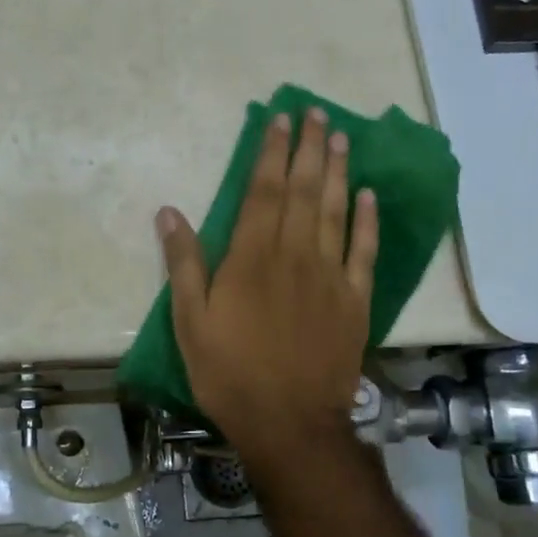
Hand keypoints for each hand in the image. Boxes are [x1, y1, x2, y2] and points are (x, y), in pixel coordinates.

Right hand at [156, 107, 377, 468]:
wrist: (289, 423)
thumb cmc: (229, 373)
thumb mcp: (190, 322)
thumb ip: (184, 263)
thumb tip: (170, 211)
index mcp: (251, 258)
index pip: (263, 191)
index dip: (270, 152)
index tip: (278, 119)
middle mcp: (294, 255)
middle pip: (303, 190)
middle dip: (307, 148)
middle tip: (314, 112)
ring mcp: (330, 276)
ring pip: (335, 210)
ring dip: (337, 171)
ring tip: (339, 137)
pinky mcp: (355, 300)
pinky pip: (364, 251)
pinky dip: (367, 220)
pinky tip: (367, 195)